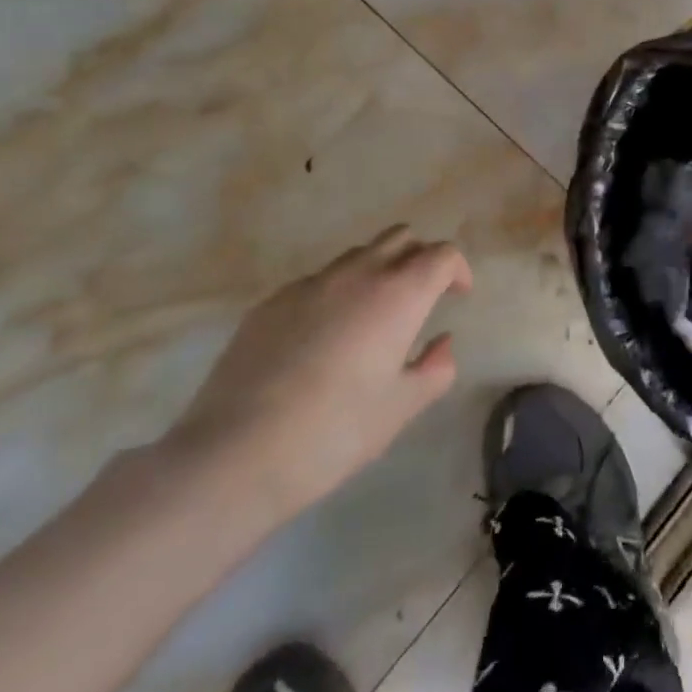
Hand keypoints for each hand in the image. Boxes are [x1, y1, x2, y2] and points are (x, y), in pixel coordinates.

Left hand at [161, 225, 471, 521]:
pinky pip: (316, 282)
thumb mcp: (400, 409)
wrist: (234, 454)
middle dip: (418, 258)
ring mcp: (310, 284)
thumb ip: (435, 369)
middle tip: (419, 297)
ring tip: (370, 318)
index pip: (441, 255)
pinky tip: (320, 341)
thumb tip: (442, 342)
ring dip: (376, 271)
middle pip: (400, 237)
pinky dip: (334, 295)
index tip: (456, 295)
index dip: (456, 269)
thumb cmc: (334, 432)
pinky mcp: (270, 302)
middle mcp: (358, 274)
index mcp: (399, 294)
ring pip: (357, 255)